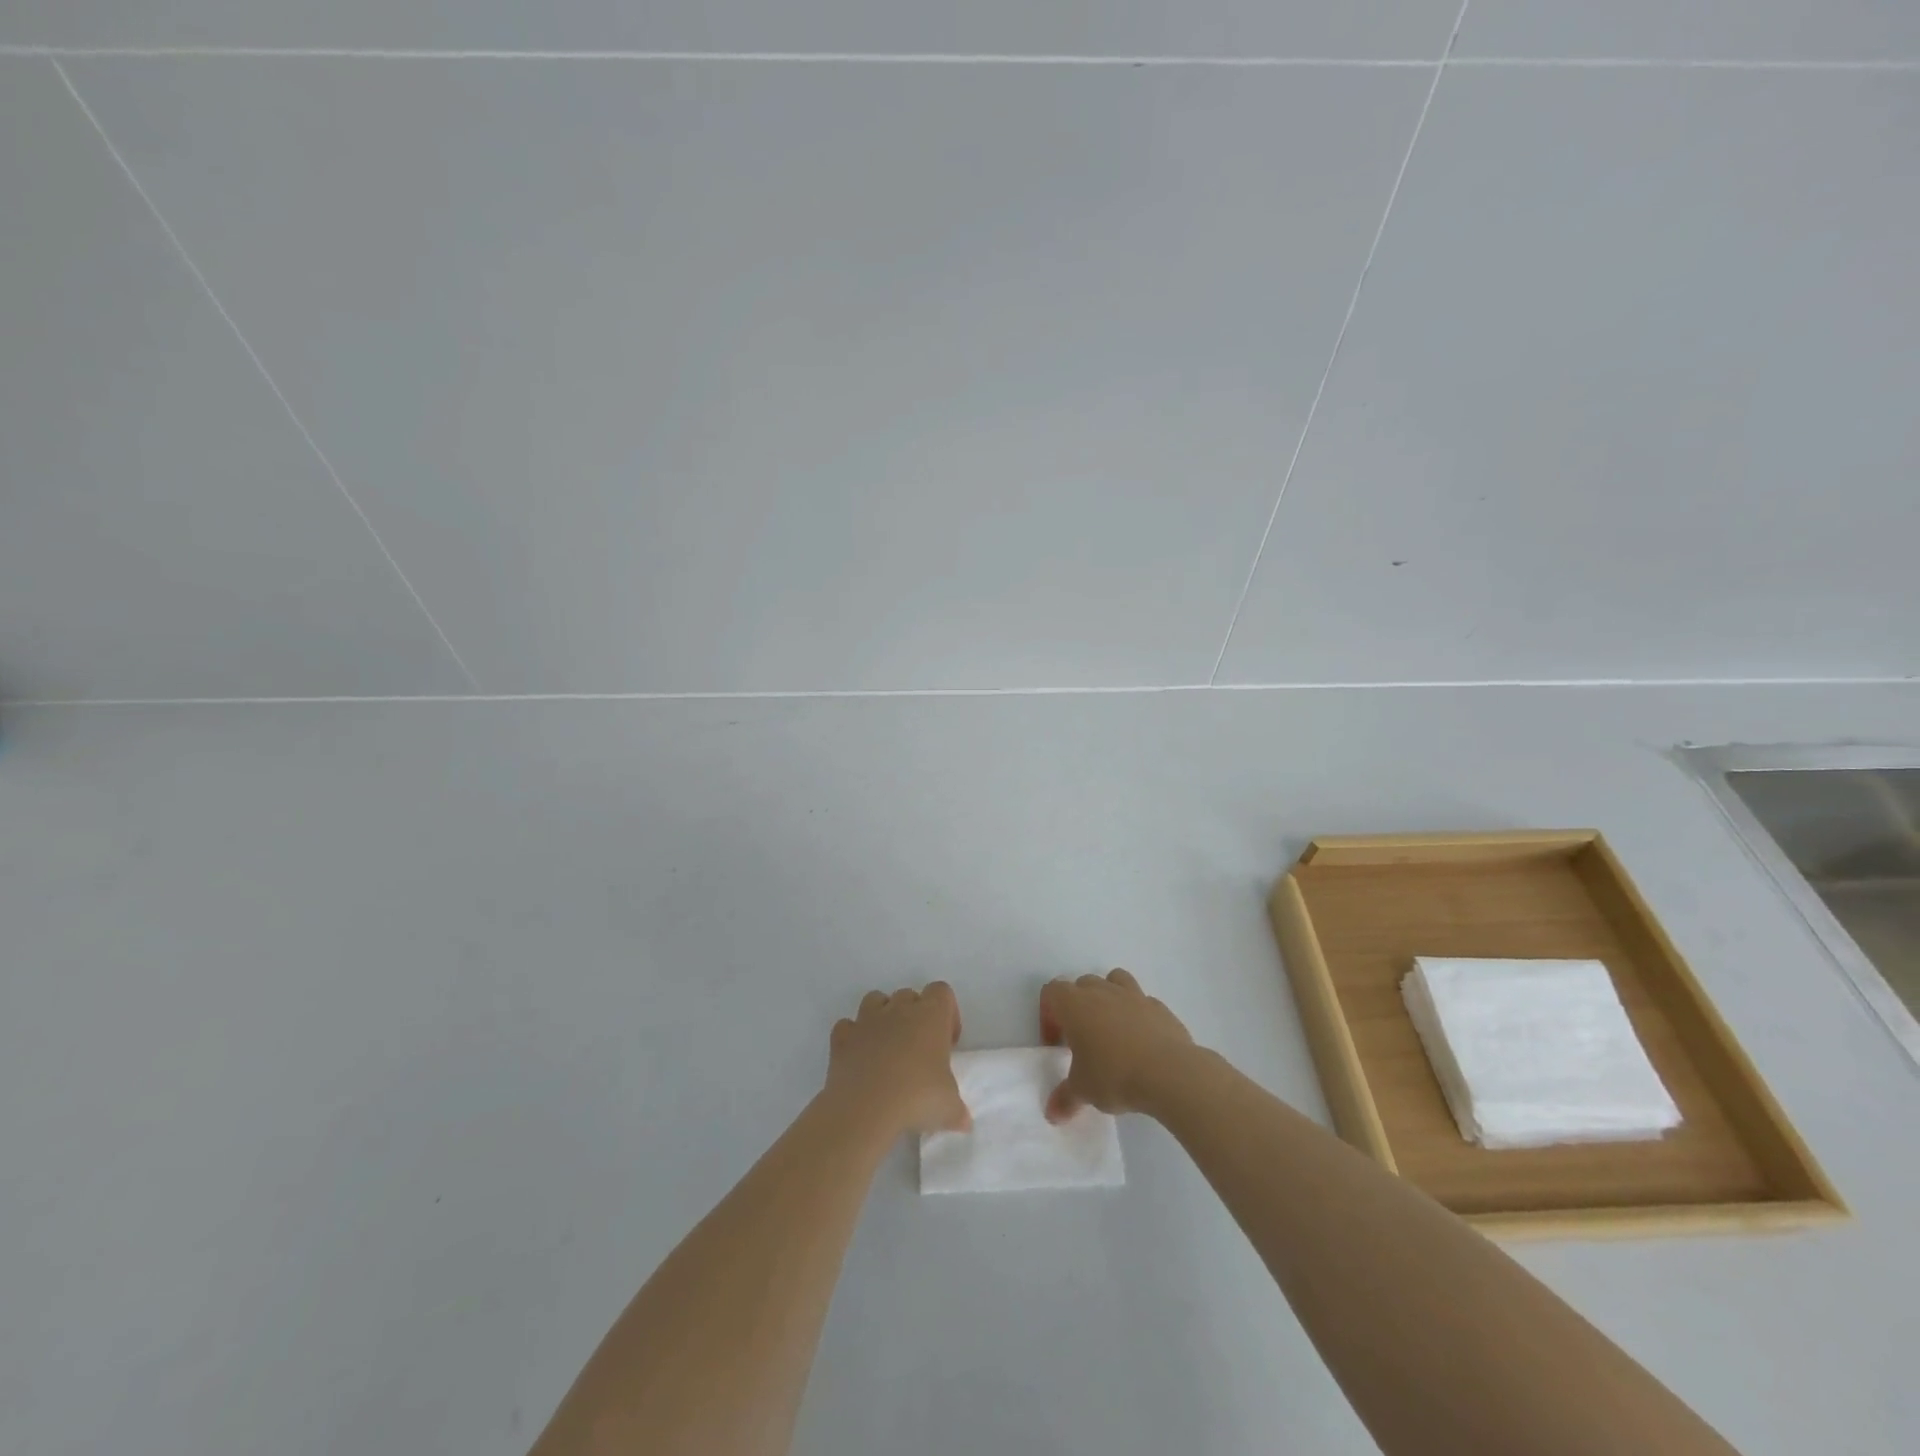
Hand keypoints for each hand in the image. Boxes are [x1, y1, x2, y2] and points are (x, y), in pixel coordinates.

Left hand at [825, 982, 969, 1138]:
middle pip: (909, 995)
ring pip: (876, 1000)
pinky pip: (848, 1026)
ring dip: (883, 1017)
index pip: (942, 992)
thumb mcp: (949, 1108)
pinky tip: (859, 1058)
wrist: (865, 1108)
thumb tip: (963, 1122)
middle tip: (918, 1050)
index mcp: (930, 1016)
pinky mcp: (842, 1037)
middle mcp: (899, 1009)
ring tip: (887, 1048)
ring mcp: (867, 1020)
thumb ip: (958, 1110)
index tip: (947, 1043)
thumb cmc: (916, 1098)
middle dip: (915, 1016)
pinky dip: (853, 1037)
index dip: (947, 1013)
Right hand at [1041, 969, 1193, 1121]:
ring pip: (1114, 980)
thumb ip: (1065, 1098)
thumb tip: (1052, 1114)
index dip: (1048, 1015)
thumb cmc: (1114, 1075)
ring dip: (1108, 997)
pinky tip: (1142, 1042)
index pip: (1052, 992)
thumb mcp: (1083, 1090)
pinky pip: (1142, 1001)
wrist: (1169, 1073)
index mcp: (1075, 1005)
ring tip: (1112, 1030)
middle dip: (1078, 1006)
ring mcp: (1133, 995)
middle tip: (1082, 1040)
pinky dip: (1137, 1014)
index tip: (1056, 1044)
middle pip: (1082, 984)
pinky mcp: (1159, 1007)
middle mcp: (1102, 991)